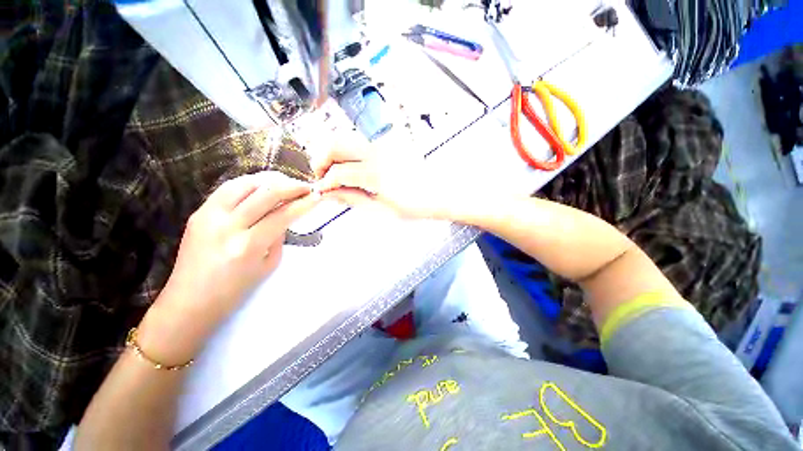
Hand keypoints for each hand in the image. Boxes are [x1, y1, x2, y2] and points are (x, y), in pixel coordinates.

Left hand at [138, 172, 320, 363]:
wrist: (189, 301)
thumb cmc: (234, 290)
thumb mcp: (268, 265)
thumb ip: (278, 237)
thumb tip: (285, 216)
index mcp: (249, 245)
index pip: (283, 214)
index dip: (304, 203)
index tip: (317, 197)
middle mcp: (228, 226)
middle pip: (266, 193)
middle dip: (291, 186)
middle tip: (305, 187)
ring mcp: (209, 216)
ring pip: (244, 184)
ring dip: (269, 180)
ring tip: (284, 184)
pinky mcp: (198, 212)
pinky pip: (227, 189)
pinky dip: (248, 184)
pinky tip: (260, 187)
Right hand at [313, 138, 455, 219]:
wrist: (441, 192)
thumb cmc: (415, 206)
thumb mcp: (382, 210)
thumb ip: (353, 199)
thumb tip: (330, 194)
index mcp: (376, 174)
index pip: (337, 172)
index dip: (324, 182)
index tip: (321, 191)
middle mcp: (377, 152)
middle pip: (336, 144)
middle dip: (322, 160)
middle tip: (323, 178)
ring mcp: (384, 144)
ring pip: (347, 139)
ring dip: (335, 155)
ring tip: (338, 175)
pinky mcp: (389, 143)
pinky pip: (361, 142)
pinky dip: (350, 153)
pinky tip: (354, 169)